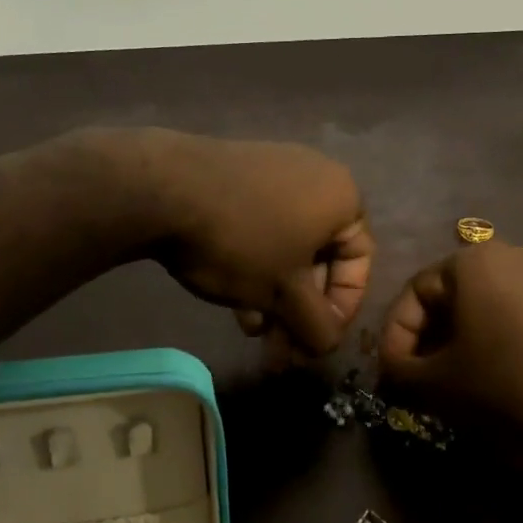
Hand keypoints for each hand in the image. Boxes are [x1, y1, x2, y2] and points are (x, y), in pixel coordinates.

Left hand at [139, 130, 371, 354]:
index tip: (317, 339)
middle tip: (283, 350)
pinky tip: (234, 302)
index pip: (360, 261)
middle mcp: (315, 176)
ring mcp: (273, 172)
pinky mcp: (237, 176)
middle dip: (301, 309)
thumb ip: (317, 325)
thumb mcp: (284, 293)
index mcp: (341, 196)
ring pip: (286, 248)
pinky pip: (260, 229)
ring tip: (253, 333)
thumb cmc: (241, 242)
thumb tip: (327, 345)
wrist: (162, 190)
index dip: (342, 308)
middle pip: (320, 257)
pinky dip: (255, 266)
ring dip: (275, 296)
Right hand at [378, 243, 522, 474]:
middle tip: (422, 379)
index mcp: (473, 261)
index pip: (415, 293)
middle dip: (430, 339)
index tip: (393, 374)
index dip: (395, 337)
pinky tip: (502, 375)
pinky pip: (522, 312)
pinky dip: (501, 338)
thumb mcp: (439, 385)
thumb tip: (392, 368)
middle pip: (453, 295)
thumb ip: (400, 371)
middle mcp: (513, 253)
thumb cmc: (509, 388)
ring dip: (464, 340)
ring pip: (488, 305)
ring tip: (460, 381)